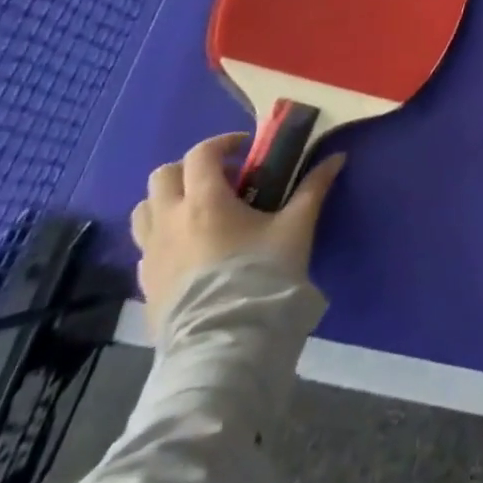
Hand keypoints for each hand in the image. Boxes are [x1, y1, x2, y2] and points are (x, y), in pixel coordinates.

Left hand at [130, 133, 345, 325]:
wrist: (226, 340)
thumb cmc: (261, 274)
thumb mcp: (296, 227)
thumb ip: (313, 188)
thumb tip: (337, 158)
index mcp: (204, 201)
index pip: (201, 154)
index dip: (223, 143)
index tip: (247, 149)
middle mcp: (169, 220)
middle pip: (163, 176)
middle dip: (190, 168)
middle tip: (222, 178)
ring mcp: (150, 253)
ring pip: (144, 209)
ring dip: (169, 199)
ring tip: (199, 210)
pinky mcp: (145, 282)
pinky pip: (145, 244)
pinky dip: (163, 233)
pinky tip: (191, 247)